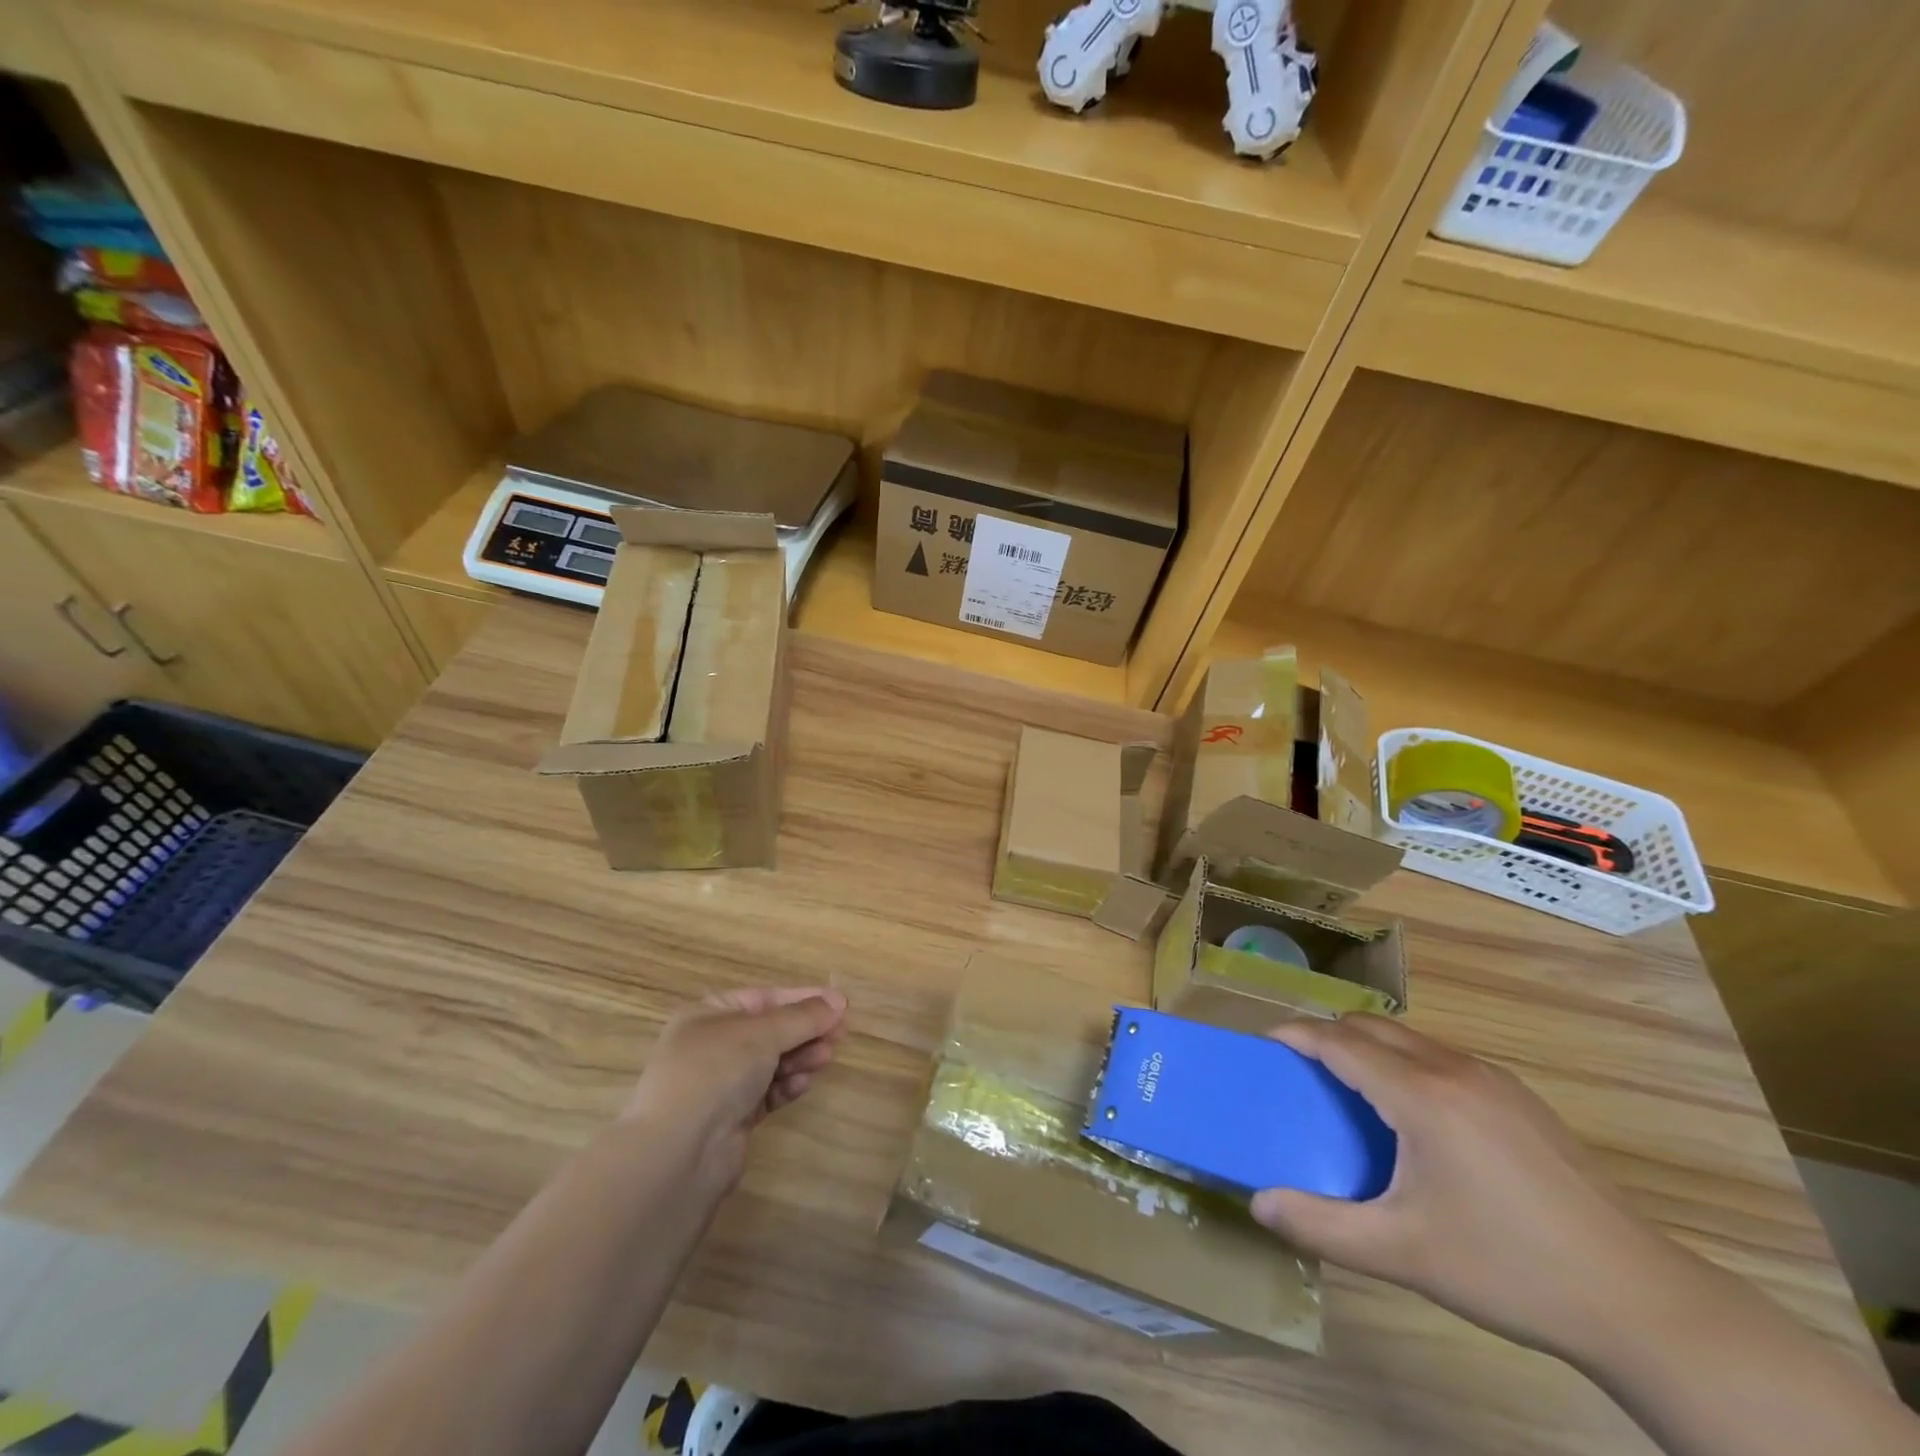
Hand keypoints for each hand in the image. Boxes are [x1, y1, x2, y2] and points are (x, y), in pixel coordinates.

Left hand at [625, 987, 848, 1190]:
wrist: (679, 1153)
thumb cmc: (716, 1072)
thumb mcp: (762, 1033)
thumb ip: (803, 1017)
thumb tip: (838, 1001)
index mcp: (708, 1014)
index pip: (764, 998)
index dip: (803, 999)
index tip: (840, 1004)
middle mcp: (712, 1045)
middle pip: (771, 1030)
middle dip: (805, 1031)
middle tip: (840, 1034)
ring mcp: (720, 1084)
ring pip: (772, 1062)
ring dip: (800, 1057)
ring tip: (825, 1058)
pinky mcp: (732, 1118)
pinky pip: (767, 1092)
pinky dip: (786, 1086)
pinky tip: (801, 1085)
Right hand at [1251, 1014, 1682, 1359]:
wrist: (1639, 1300)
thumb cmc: (1508, 1269)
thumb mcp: (1403, 1254)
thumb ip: (1322, 1226)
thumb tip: (1259, 1204)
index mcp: (1422, 1097)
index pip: (1340, 1042)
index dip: (1298, 1035)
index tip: (1266, 1042)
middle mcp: (1454, 1070)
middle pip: (1371, 1026)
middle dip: (1328, 1034)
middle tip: (1302, 1069)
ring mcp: (1494, 1080)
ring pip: (1410, 1038)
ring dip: (1370, 1046)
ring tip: (1353, 1090)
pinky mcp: (1521, 1098)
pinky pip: (1443, 1057)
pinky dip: (1408, 1063)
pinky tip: (1418, 1117)